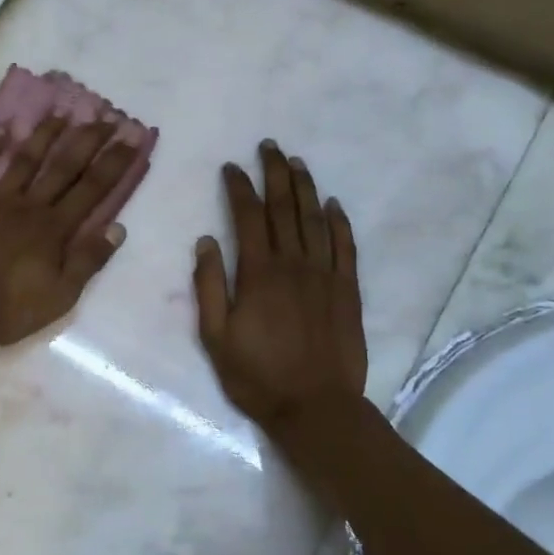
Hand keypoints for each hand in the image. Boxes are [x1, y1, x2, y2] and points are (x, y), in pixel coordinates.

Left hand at [0, 114, 139, 347]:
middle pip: (62, 167)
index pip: (92, 189)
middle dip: (87, 140)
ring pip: (24, 160)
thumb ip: (88, 261)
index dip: (114, 163)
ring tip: (61, 113)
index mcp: (53, 229)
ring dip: (44, 135)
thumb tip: (118, 227)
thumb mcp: (59, 297)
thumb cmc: (6, 308)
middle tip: (106, 116)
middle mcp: (28, 205)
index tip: (132, 137)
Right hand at [194, 142, 367, 431]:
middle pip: (284, 208)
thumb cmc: (257, 375)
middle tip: (269, 147)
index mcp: (258, 274)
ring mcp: (325, 275)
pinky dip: (339, 222)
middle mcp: (293, 264)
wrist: (316, 407)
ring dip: (305, 188)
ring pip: (315, 220)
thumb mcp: (215, 336)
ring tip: (297, 162)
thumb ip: (209, 286)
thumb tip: (205, 241)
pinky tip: (333, 204)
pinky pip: (345, 247)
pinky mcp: (348, 291)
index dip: (239, 188)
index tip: (231, 167)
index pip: (247, 217)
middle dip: (275, 174)